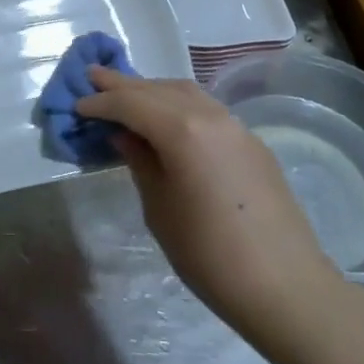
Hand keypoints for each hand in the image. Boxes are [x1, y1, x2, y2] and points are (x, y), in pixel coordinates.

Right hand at [75, 67, 344, 345]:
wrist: (286, 287)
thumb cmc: (209, 254)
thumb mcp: (159, 208)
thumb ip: (140, 162)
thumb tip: (125, 135)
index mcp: (182, 130)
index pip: (131, 103)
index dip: (101, 103)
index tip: (77, 105)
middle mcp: (210, 115)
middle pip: (158, 89)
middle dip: (124, 84)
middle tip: (93, 75)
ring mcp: (236, 127)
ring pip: (186, 93)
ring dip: (153, 90)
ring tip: (127, 93)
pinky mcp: (252, 144)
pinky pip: (207, 109)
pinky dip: (179, 104)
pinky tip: (168, 118)